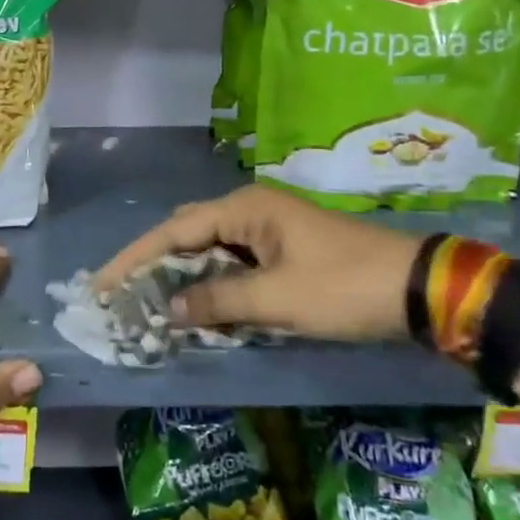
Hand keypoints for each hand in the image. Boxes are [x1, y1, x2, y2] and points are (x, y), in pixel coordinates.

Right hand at [93, 186, 418, 342]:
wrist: (418, 289)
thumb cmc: (343, 287)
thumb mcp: (278, 298)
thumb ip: (219, 302)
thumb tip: (169, 310)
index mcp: (244, 208)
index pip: (174, 231)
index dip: (135, 257)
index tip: (102, 283)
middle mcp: (250, 211)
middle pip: (187, 235)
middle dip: (155, 265)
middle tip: (124, 297)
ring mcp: (268, 230)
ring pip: (211, 252)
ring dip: (184, 278)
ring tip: (151, 306)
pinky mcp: (283, 251)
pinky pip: (234, 265)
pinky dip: (213, 286)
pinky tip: (199, 309)